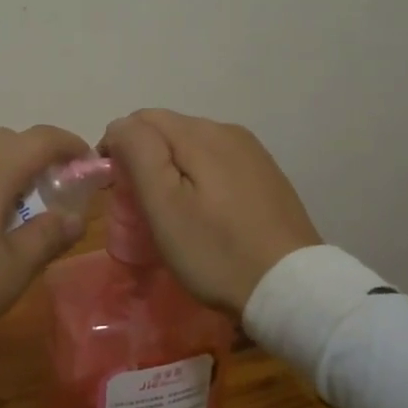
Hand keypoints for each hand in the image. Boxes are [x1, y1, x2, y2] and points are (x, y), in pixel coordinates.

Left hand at [0, 125, 90, 397]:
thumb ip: (47, 237)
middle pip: (8, 141)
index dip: (72, 145)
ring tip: (10, 216)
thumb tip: (76, 215)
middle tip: (52, 195)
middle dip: (37, 160)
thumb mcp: (9, 271)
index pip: (43, 138)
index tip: (90, 164)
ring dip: (3, 174)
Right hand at [98, 110, 321, 314]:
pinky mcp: (266, 175)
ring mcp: (252, 153)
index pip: (141, 119)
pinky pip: (218, 163)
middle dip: (145, 158)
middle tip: (140, 207)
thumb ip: (139, 154)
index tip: (115, 190)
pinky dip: (199, 178)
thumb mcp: (164, 205)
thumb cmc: (216, 251)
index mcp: (201, 133)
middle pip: (168, 130)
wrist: (291, 288)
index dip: (119, 148)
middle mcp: (228, 130)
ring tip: (171, 212)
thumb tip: (121, 126)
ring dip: (172, 168)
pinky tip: (205, 213)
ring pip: (193, 146)